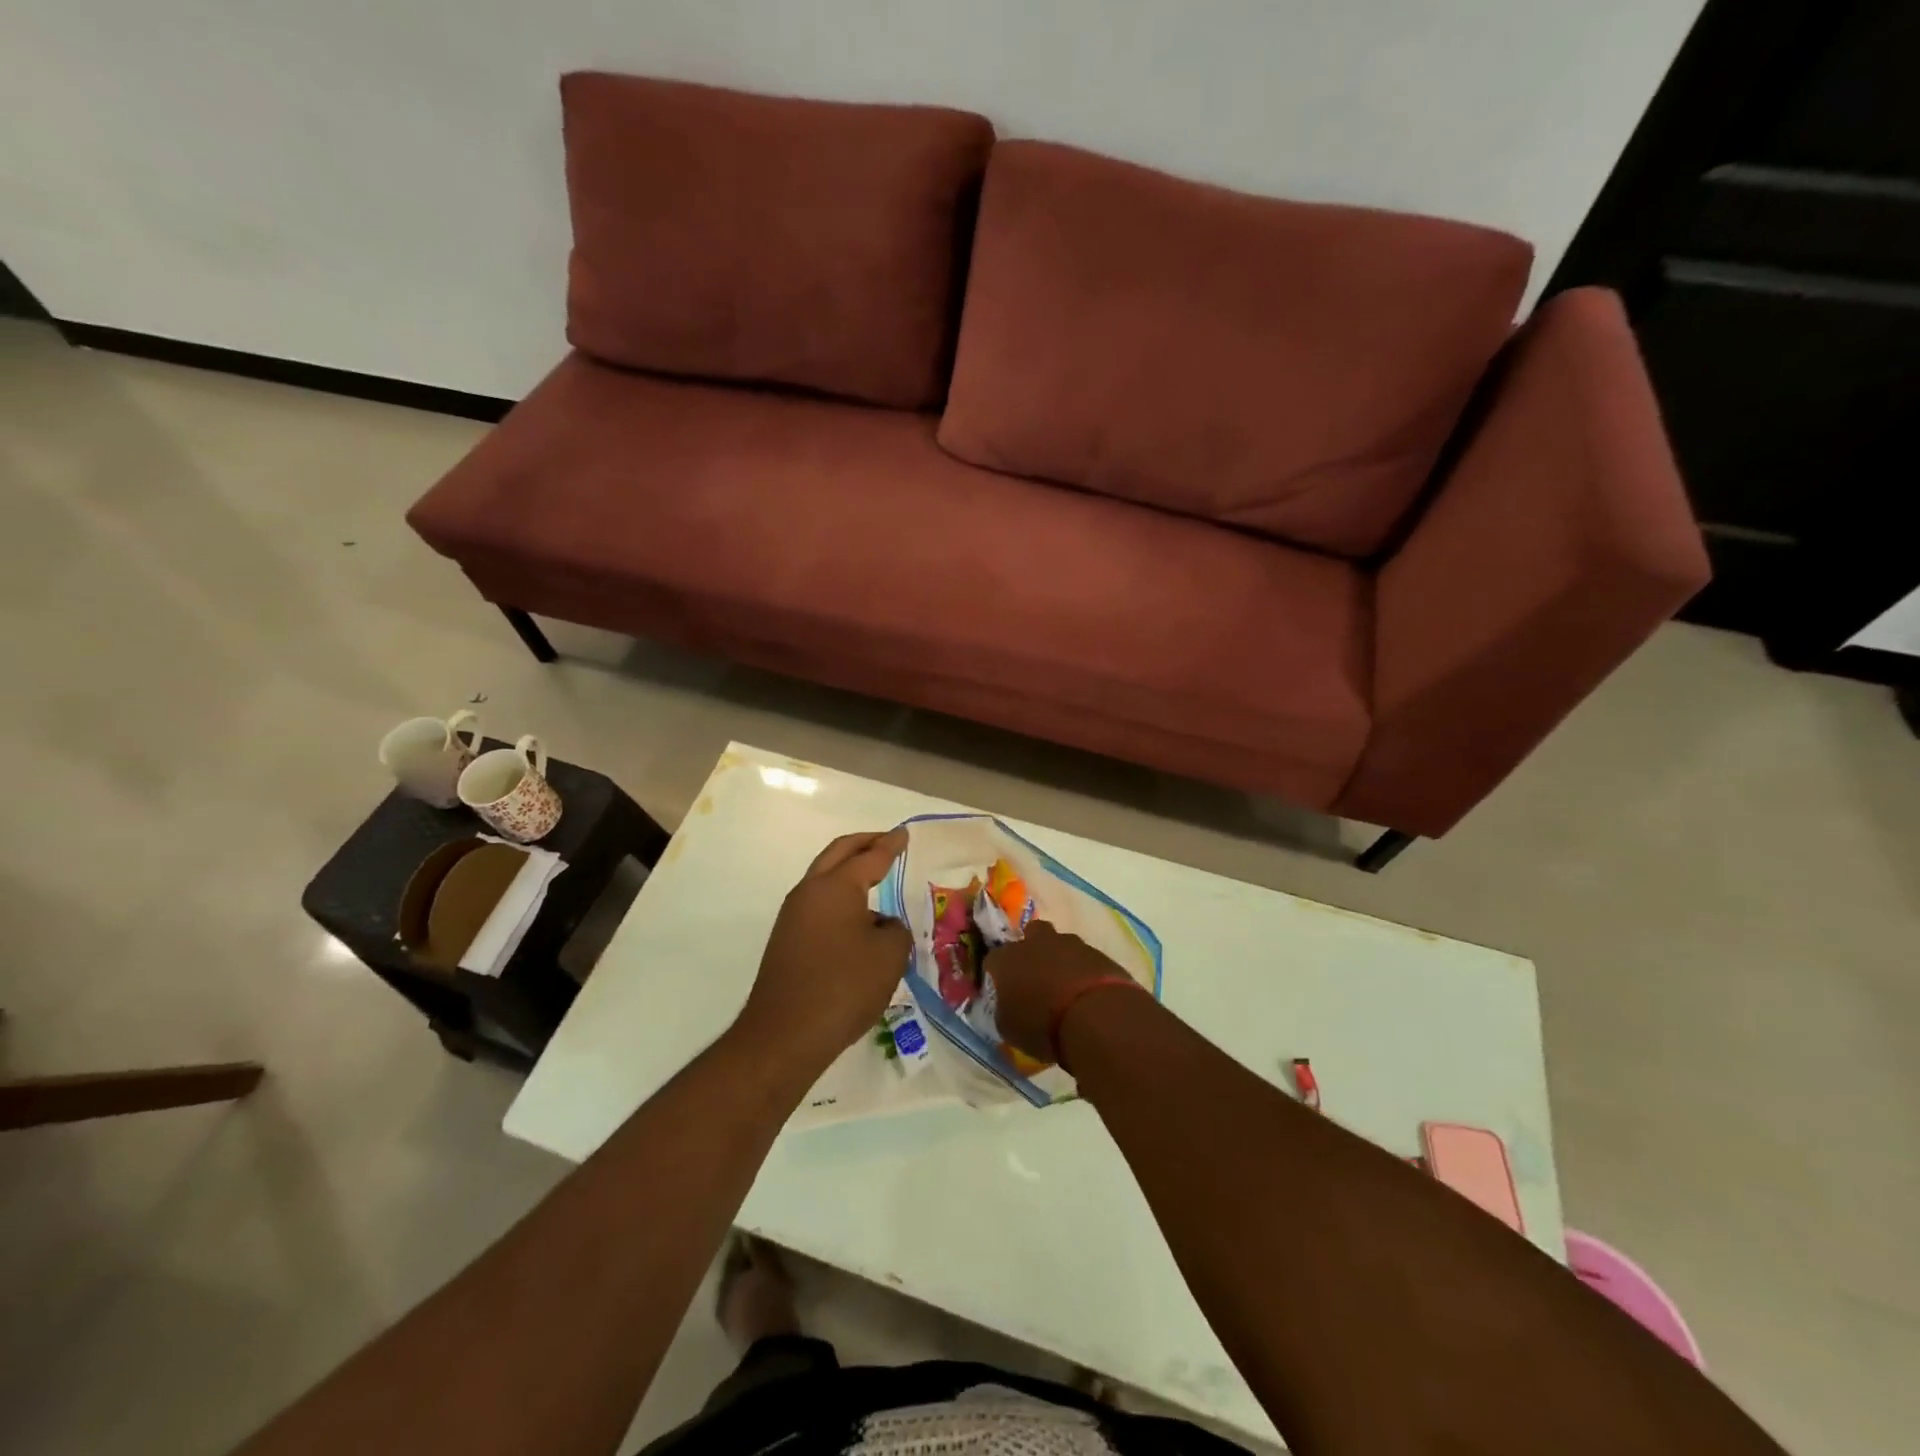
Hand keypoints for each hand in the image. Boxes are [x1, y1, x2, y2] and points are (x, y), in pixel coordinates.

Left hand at [739, 829, 912, 1070]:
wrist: (785, 1035)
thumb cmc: (844, 987)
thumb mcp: (889, 956)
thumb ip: (894, 930)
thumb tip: (880, 925)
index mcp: (836, 886)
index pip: (870, 856)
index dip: (890, 845)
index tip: (904, 834)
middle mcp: (810, 892)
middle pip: (838, 854)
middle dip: (864, 843)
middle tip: (887, 841)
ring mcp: (793, 916)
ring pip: (824, 878)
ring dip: (848, 870)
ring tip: (875, 876)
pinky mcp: (787, 940)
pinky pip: (818, 904)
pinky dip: (839, 896)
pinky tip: (857, 916)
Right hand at [983, 921, 1134, 1063]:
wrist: (1094, 1016)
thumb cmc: (1042, 1026)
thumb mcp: (1010, 1030)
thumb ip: (1003, 1012)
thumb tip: (1006, 1007)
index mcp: (1007, 959)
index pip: (993, 959)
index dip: (997, 974)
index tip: (1003, 991)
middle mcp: (1035, 943)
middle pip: (1030, 934)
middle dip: (1032, 949)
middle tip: (1036, 975)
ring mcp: (1069, 944)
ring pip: (1060, 943)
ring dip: (1060, 959)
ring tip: (1066, 986)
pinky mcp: (1097, 952)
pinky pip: (1085, 958)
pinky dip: (1084, 970)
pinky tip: (1087, 992)